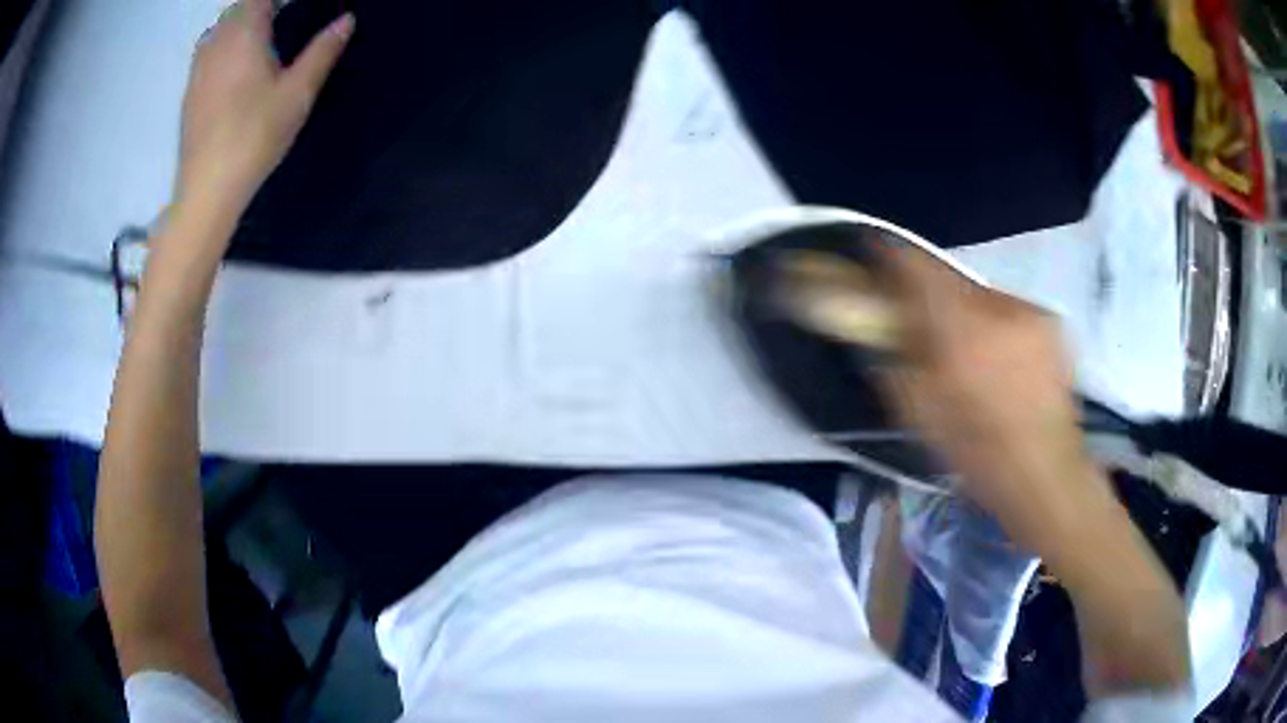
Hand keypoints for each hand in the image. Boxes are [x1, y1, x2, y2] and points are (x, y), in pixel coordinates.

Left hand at [176, 0, 352, 227]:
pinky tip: (237, 70)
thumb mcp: (298, 93)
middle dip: (260, 7)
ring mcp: (199, 68)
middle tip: (284, 19)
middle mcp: (217, 42)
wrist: (207, 189)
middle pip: (239, 8)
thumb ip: (322, 51)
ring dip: (240, 26)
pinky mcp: (190, 92)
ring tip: (261, 41)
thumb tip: (347, 20)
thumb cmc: (254, 135)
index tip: (296, 8)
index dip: (279, 0)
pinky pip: (208, 54)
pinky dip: (224, 49)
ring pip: (220, 29)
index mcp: (245, 32)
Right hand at [876, 244, 1190, 694]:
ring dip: (964, 314)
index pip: (918, 268)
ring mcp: (1031, 313)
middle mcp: (999, 309)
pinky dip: (994, 325)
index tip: (877, 262)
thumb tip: (876, 319)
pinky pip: (1007, 310)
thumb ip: (894, 359)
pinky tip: (999, 361)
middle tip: (923, 327)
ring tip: (968, 353)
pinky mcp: (1050, 322)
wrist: (1048, 475)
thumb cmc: (979, 455)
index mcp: (962, 333)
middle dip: (930, 297)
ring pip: (980, 295)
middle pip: (949, 279)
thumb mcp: (921, 415)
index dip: (892, 259)